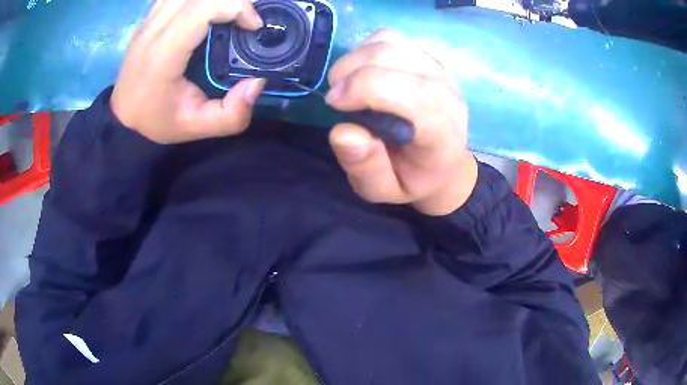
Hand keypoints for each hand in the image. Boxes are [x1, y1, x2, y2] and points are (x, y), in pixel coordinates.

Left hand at [111, 0, 265, 143]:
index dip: (236, 7)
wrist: (123, 118)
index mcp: (162, 56)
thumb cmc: (157, 121)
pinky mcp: (148, 19)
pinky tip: (207, 9)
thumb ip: (231, 115)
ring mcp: (148, 22)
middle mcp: (152, 31)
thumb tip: (258, 82)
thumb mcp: (196, 128)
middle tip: (247, 17)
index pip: (201, 9)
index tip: (253, 26)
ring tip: (229, 12)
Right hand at [326, 30, 477, 215]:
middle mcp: (446, 92)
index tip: (333, 103)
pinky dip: (365, 50)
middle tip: (335, 99)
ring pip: (388, 43)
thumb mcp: (383, 190)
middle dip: (349, 71)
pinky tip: (363, 73)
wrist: (443, 164)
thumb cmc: (412, 178)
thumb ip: (365, 168)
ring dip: (354, 60)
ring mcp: (438, 69)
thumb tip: (343, 131)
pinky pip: (389, 38)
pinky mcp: (426, 57)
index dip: (365, 88)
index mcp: (442, 131)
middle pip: (393, 57)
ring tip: (346, 86)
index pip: (414, 93)